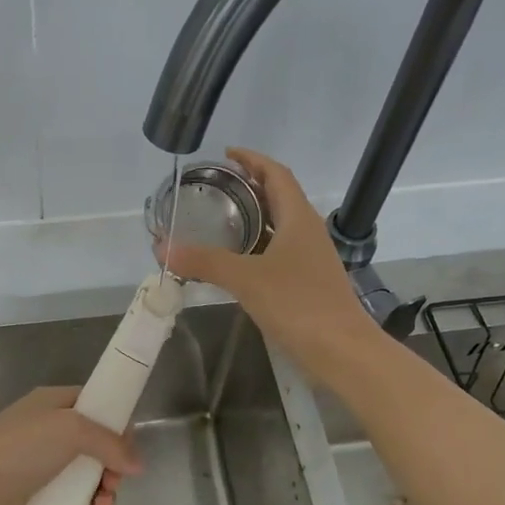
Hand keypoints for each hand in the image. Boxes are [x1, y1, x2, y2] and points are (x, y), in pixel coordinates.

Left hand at [0, 386, 141, 504]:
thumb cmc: (19, 450)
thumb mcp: (70, 430)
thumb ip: (109, 442)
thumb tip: (138, 464)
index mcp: (52, 404)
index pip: (94, 404)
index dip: (116, 423)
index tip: (129, 446)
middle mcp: (47, 431)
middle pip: (95, 445)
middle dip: (113, 466)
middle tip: (115, 483)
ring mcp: (40, 465)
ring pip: (85, 476)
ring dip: (102, 493)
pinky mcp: (34, 497)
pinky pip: (70, 501)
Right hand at [160, 148, 374, 378]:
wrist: (342, 350)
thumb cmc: (298, 304)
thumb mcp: (246, 279)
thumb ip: (204, 262)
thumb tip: (162, 248)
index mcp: (298, 218)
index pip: (276, 174)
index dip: (253, 160)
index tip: (226, 154)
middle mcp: (307, 231)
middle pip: (278, 197)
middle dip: (248, 187)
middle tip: (214, 188)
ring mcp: (310, 258)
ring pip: (279, 227)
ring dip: (253, 218)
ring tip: (219, 220)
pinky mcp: (308, 282)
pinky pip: (278, 252)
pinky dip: (256, 247)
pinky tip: (236, 261)